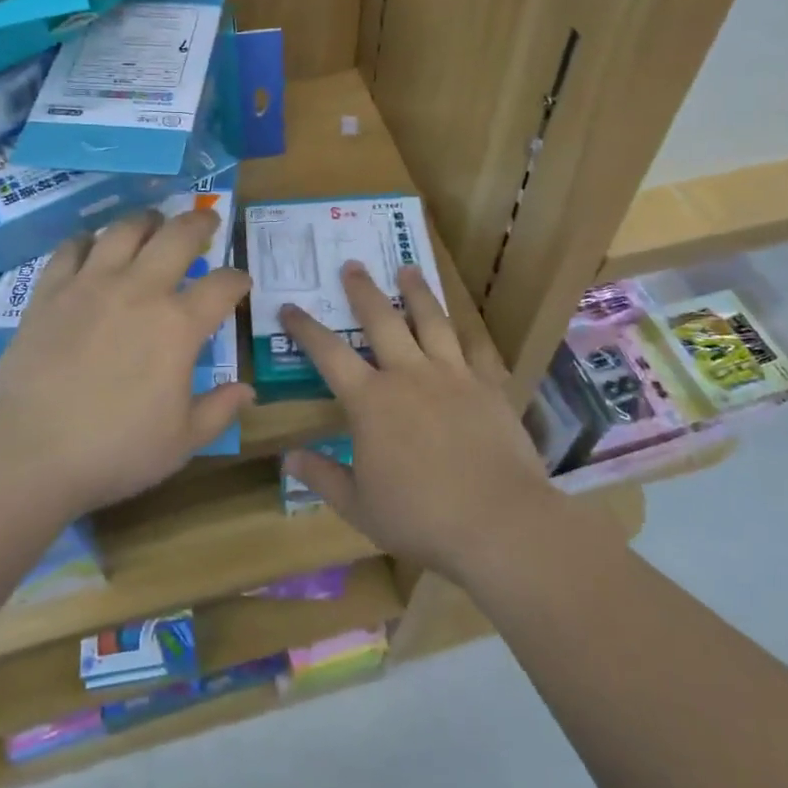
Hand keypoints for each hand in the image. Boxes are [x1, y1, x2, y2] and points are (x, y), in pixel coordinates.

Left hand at [0, 208, 251, 517]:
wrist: (29, 452)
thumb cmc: (115, 451)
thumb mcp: (182, 442)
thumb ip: (219, 410)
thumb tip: (247, 391)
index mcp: (179, 326)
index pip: (222, 286)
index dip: (237, 279)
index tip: (240, 282)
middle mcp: (140, 291)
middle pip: (177, 236)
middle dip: (199, 222)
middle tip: (207, 220)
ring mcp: (91, 285)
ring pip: (124, 230)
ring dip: (146, 220)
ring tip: (153, 221)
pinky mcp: (50, 292)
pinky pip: (71, 248)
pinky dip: (86, 240)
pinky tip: (91, 244)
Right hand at [279, 262, 558, 583]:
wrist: (499, 523)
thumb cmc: (421, 518)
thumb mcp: (359, 506)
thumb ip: (322, 477)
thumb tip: (288, 457)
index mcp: (370, 401)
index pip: (328, 353)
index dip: (305, 328)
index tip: (288, 306)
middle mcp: (409, 375)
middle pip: (381, 320)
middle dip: (363, 290)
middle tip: (352, 264)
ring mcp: (453, 376)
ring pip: (431, 321)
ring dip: (416, 292)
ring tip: (407, 270)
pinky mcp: (489, 386)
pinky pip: (477, 349)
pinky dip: (467, 333)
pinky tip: (463, 324)